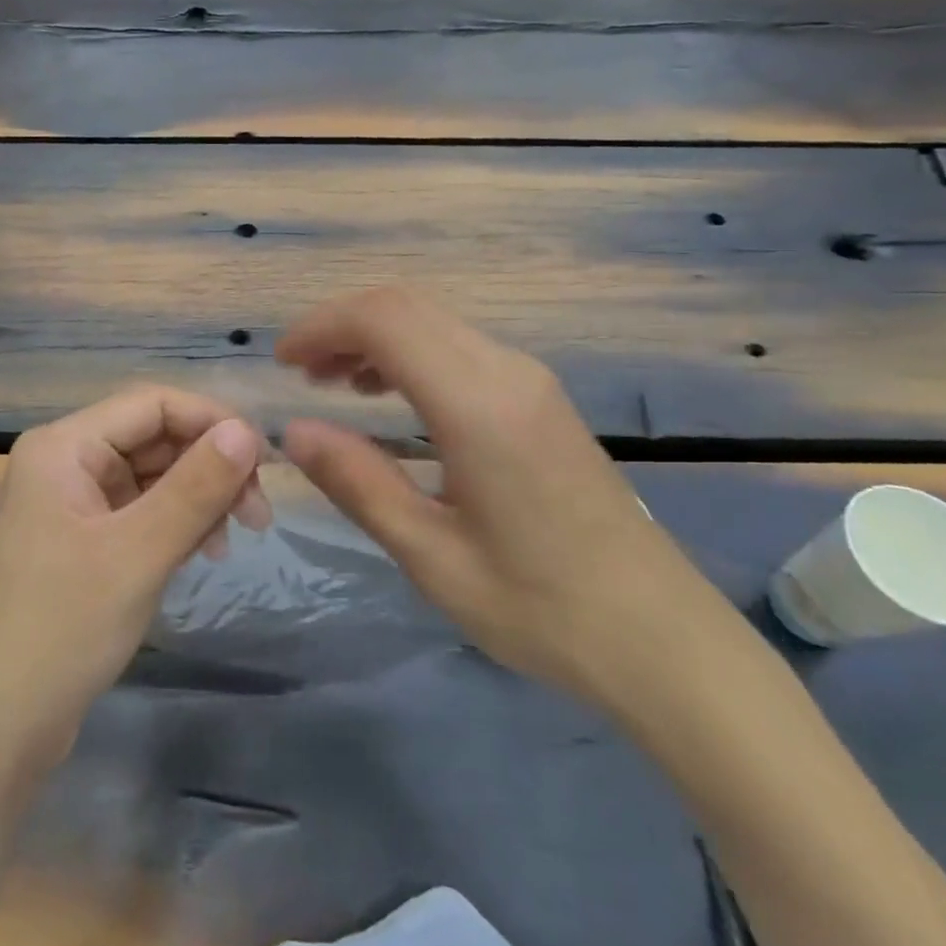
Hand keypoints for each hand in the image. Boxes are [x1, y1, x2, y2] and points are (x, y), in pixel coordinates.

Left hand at [0, 386, 270, 771]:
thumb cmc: (62, 630)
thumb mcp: (138, 554)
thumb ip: (196, 487)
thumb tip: (247, 431)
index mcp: (64, 446)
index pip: (153, 404)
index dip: (212, 421)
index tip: (264, 461)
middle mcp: (67, 461)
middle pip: (156, 438)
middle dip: (210, 467)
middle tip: (258, 514)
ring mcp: (75, 502)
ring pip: (155, 476)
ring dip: (200, 499)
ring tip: (230, 542)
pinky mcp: (85, 540)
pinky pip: (144, 511)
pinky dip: (179, 525)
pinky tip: (203, 553)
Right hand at [277, 286, 730, 715]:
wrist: (662, 639)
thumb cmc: (540, 608)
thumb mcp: (431, 555)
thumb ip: (358, 481)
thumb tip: (293, 430)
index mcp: (478, 404)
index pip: (384, 320)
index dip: (322, 327)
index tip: (283, 363)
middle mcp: (506, 371)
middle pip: (406, 306)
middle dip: (342, 326)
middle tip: (301, 374)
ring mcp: (529, 379)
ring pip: (433, 320)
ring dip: (375, 337)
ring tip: (334, 383)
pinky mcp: (539, 397)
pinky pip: (459, 346)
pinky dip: (409, 353)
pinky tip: (390, 397)